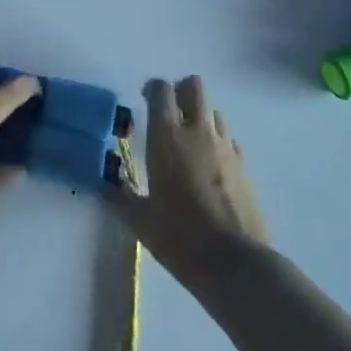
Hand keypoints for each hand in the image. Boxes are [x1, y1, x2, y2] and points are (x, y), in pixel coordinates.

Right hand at [112, 76, 267, 286]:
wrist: (236, 265)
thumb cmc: (180, 238)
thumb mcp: (141, 221)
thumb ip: (120, 198)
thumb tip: (105, 187)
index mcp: (167, 136)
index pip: (161, 89)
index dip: (152, 89)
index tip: (144, 101)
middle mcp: (197, 132)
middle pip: (194, 86)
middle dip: (181, 92)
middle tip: (169, 114)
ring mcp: (225, 147)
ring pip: (213, 111)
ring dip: (200, 118)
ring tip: (189, 143)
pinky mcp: (245, 166)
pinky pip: (229, 140)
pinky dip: (218, 144)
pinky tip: (210, 169)